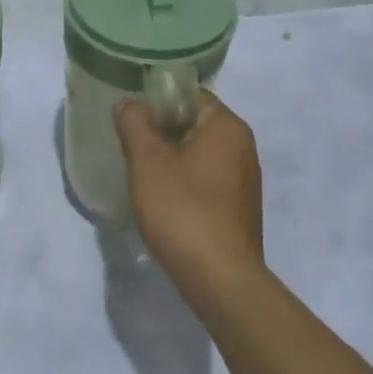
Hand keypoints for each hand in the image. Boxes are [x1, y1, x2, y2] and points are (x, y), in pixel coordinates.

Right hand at [113, 93, 265, 303]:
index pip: (189, 95)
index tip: (129, 114)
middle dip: (160, 131)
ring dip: (170, 158)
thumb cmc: (183, 211)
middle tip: (128, 143)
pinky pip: (206, 179)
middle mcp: (243, 146)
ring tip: (139, 171)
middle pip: (194, 123)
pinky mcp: (238, 207)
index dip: (156, 99)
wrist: (220, 278)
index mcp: (226, 127)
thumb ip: (135, 125)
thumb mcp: (148, 163)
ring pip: (199, 154)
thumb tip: (129, 103)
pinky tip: (161, 199)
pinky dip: (183, 181)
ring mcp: (244, 179)